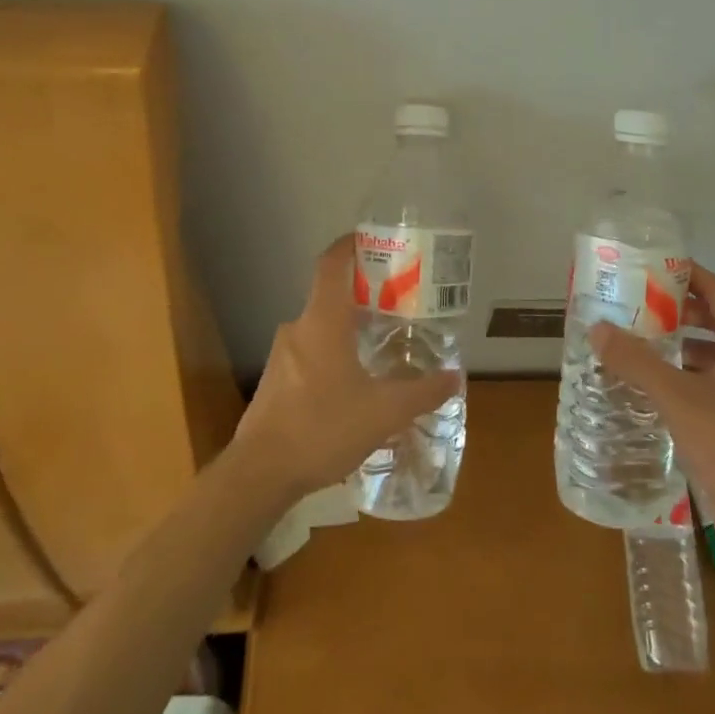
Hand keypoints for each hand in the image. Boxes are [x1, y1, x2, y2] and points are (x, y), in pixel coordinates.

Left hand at [232, 234, 462, 501]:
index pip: (331, 264)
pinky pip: (309, 352)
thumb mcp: (383, 412)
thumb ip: (421, 392)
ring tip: (380, 346)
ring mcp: (282, 355)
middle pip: (330, 295)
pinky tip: (353, 385)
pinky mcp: (274, 381)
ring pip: (320, 327)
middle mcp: (298, 328)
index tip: (372, 239)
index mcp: (322, 321)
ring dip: (347, 328)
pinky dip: (332, 354)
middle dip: (362, 295)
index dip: (349, 245)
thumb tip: (455, 377)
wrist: (260, 474)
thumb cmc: (322, 428)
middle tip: (395, 303)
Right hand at [590, 262, 714, 534]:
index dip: (680, 273)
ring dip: (674, 341)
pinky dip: (681, 371)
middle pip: (710, 316)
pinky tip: (650, 380)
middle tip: (629, 301)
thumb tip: (596, 328)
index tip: (643, 264)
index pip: (713, 288)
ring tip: (632, 336)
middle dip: (671, 307)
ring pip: (708, 349)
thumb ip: (635, 361)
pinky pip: (709, 377)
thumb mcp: (677, 398)